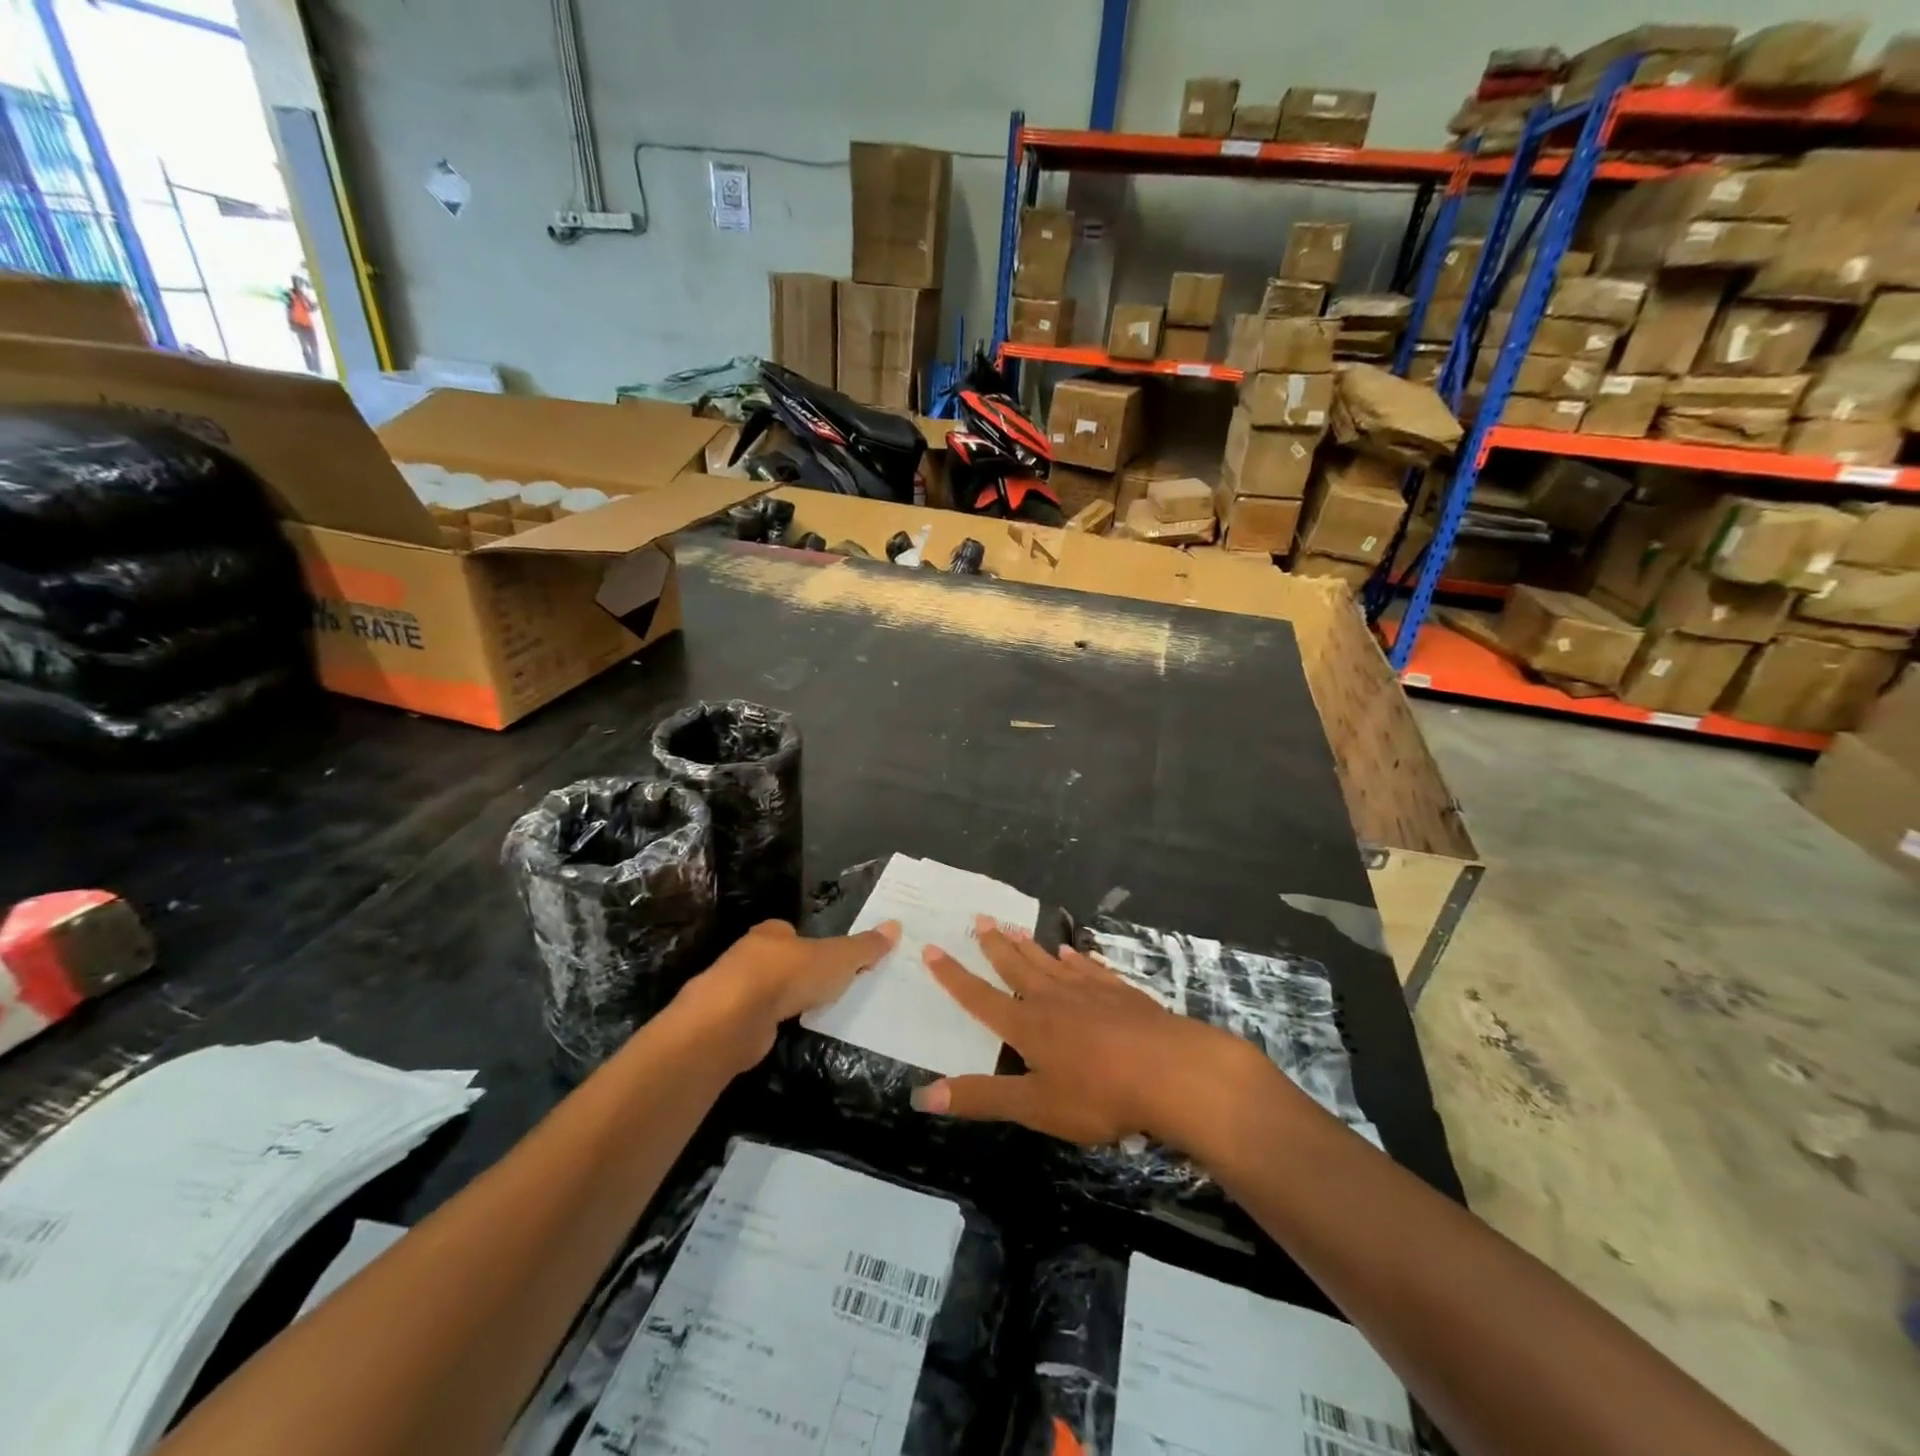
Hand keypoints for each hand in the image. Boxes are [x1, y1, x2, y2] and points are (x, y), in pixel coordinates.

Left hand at [679, 919, 898, 1071]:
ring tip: (809, 1012)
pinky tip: (784, 1032)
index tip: (828, 960)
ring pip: (764, 990)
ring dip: (781, 1000)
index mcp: (772, 932)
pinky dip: (769, 1024)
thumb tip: (895, 926)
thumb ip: (864, 947)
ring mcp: (733, 989)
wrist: (734, 1017)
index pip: (791, 932)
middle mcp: (749, 954)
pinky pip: (755, 1018)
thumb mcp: (838, 959)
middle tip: (824, 987)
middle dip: (796, 972)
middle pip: (777, 960)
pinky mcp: (727, 1021)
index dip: (809, 944)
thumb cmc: (788, 975)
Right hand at [911, 919, 1271, 1154]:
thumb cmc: (1098, 1094)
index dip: (953, 976)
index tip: (932, 948)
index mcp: (1027, 1025)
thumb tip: (922, 1096)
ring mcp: (1089, 991)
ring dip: (1029, 946)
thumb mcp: (1035, 1106)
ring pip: (1050, 962)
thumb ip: (981, 1098)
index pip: (979, 997)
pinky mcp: (1120, 993)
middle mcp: (1052, 999)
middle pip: (1016, 967)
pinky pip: (1090, 968)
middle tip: (979, 919)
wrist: (1171, 1071)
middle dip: (994, 945)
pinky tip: (1072, 952)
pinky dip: (1076, 959)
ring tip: (1014, 928)